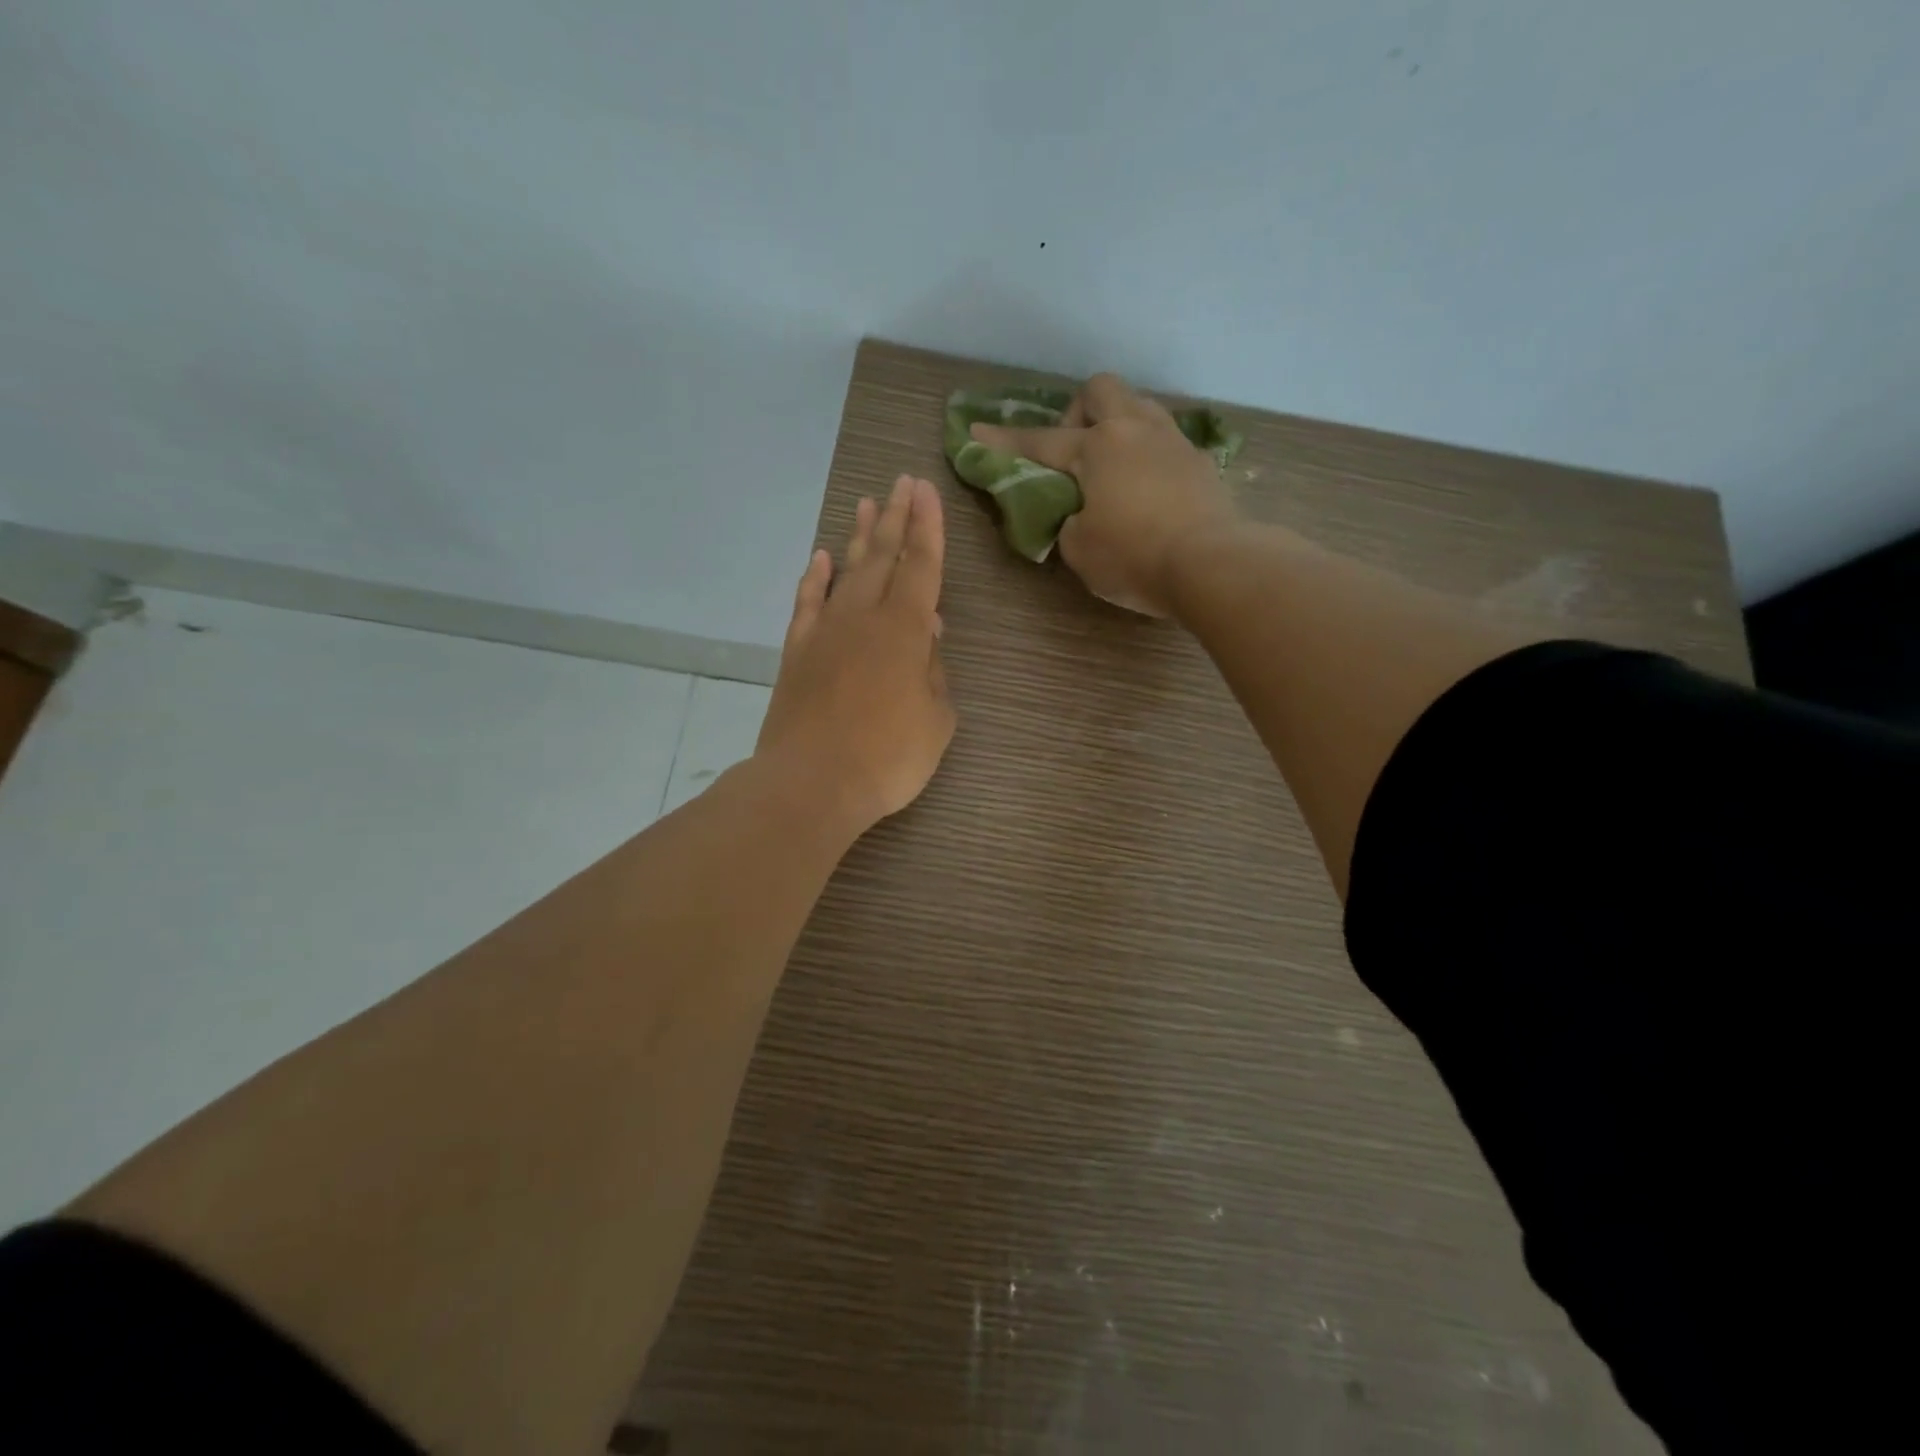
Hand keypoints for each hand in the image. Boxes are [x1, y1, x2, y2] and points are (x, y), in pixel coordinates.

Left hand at [755, 474, 956, 836]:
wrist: (811, 783)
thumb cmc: (888, 758)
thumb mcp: (936, 720)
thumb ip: (934, 671)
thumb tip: (928, 631)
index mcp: (906, 631)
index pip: (922, 567)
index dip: (927, 528)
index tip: (927, 491)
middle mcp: (864, 618)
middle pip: (883, 557)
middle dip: (896, 517)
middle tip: (902, 482)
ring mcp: (825, 632)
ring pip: (846, 572)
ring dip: (859, 536)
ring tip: (867, 502)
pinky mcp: (797, 652)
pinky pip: (807, 603)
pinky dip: (814, 578)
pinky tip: (820, 558)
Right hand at [971, 372, 1236, 616]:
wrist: (1213, 564)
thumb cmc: (1134, 557)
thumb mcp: (1079, 549)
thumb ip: (1068, 523)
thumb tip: (1080, 514)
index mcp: (1098, 447)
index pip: (1040, 442)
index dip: (1005, 441)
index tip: (977, 432)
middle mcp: (1135, 430)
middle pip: (1100, 389)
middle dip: (1077, 410)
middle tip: (1072, 450)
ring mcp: (1174, 441)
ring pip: (1140, 406)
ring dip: (1117, 424)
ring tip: (1111, 466)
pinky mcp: (1202, 462)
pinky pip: (1166, 440)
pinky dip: (1147, 454)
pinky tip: (1147, 486)